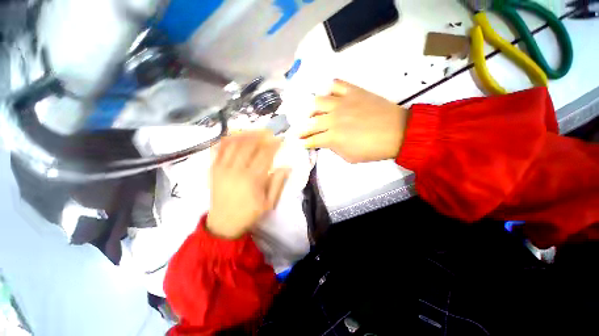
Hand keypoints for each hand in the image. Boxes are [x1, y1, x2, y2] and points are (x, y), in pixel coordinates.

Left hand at [207, 131, 289, 238]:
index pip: (265, 155)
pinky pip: (218, 149)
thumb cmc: (249, 213)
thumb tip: (287, 166)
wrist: (223, 223)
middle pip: (248, 145)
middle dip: (260, 135)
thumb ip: (278, 183)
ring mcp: (222, 168)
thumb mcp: (268, 202)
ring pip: (233, 143)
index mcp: (252, 179)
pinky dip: (226, 139)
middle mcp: (236, 170)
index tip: (279, 139)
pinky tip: (235, 136)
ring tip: (254, 131)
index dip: (273, 145)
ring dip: (245, 134)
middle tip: (268, 132)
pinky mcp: (213, 168)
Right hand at [299, 80, 408, 162]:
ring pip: (318, 101)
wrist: (398, 132)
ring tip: (311, 112)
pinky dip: (330, 88)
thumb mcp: (350, 157)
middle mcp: (333, 118)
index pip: (312, 139)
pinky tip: (328, 94)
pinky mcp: (353, 92)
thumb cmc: (373, 149)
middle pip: (311, 122)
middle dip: (301, 128)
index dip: (304, 142)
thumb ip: (334, 149)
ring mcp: (342, 102)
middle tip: (298, 130)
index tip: (299, 142)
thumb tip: (327, 141)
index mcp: (332, 137)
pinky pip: (337, 84)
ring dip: (311, 108)